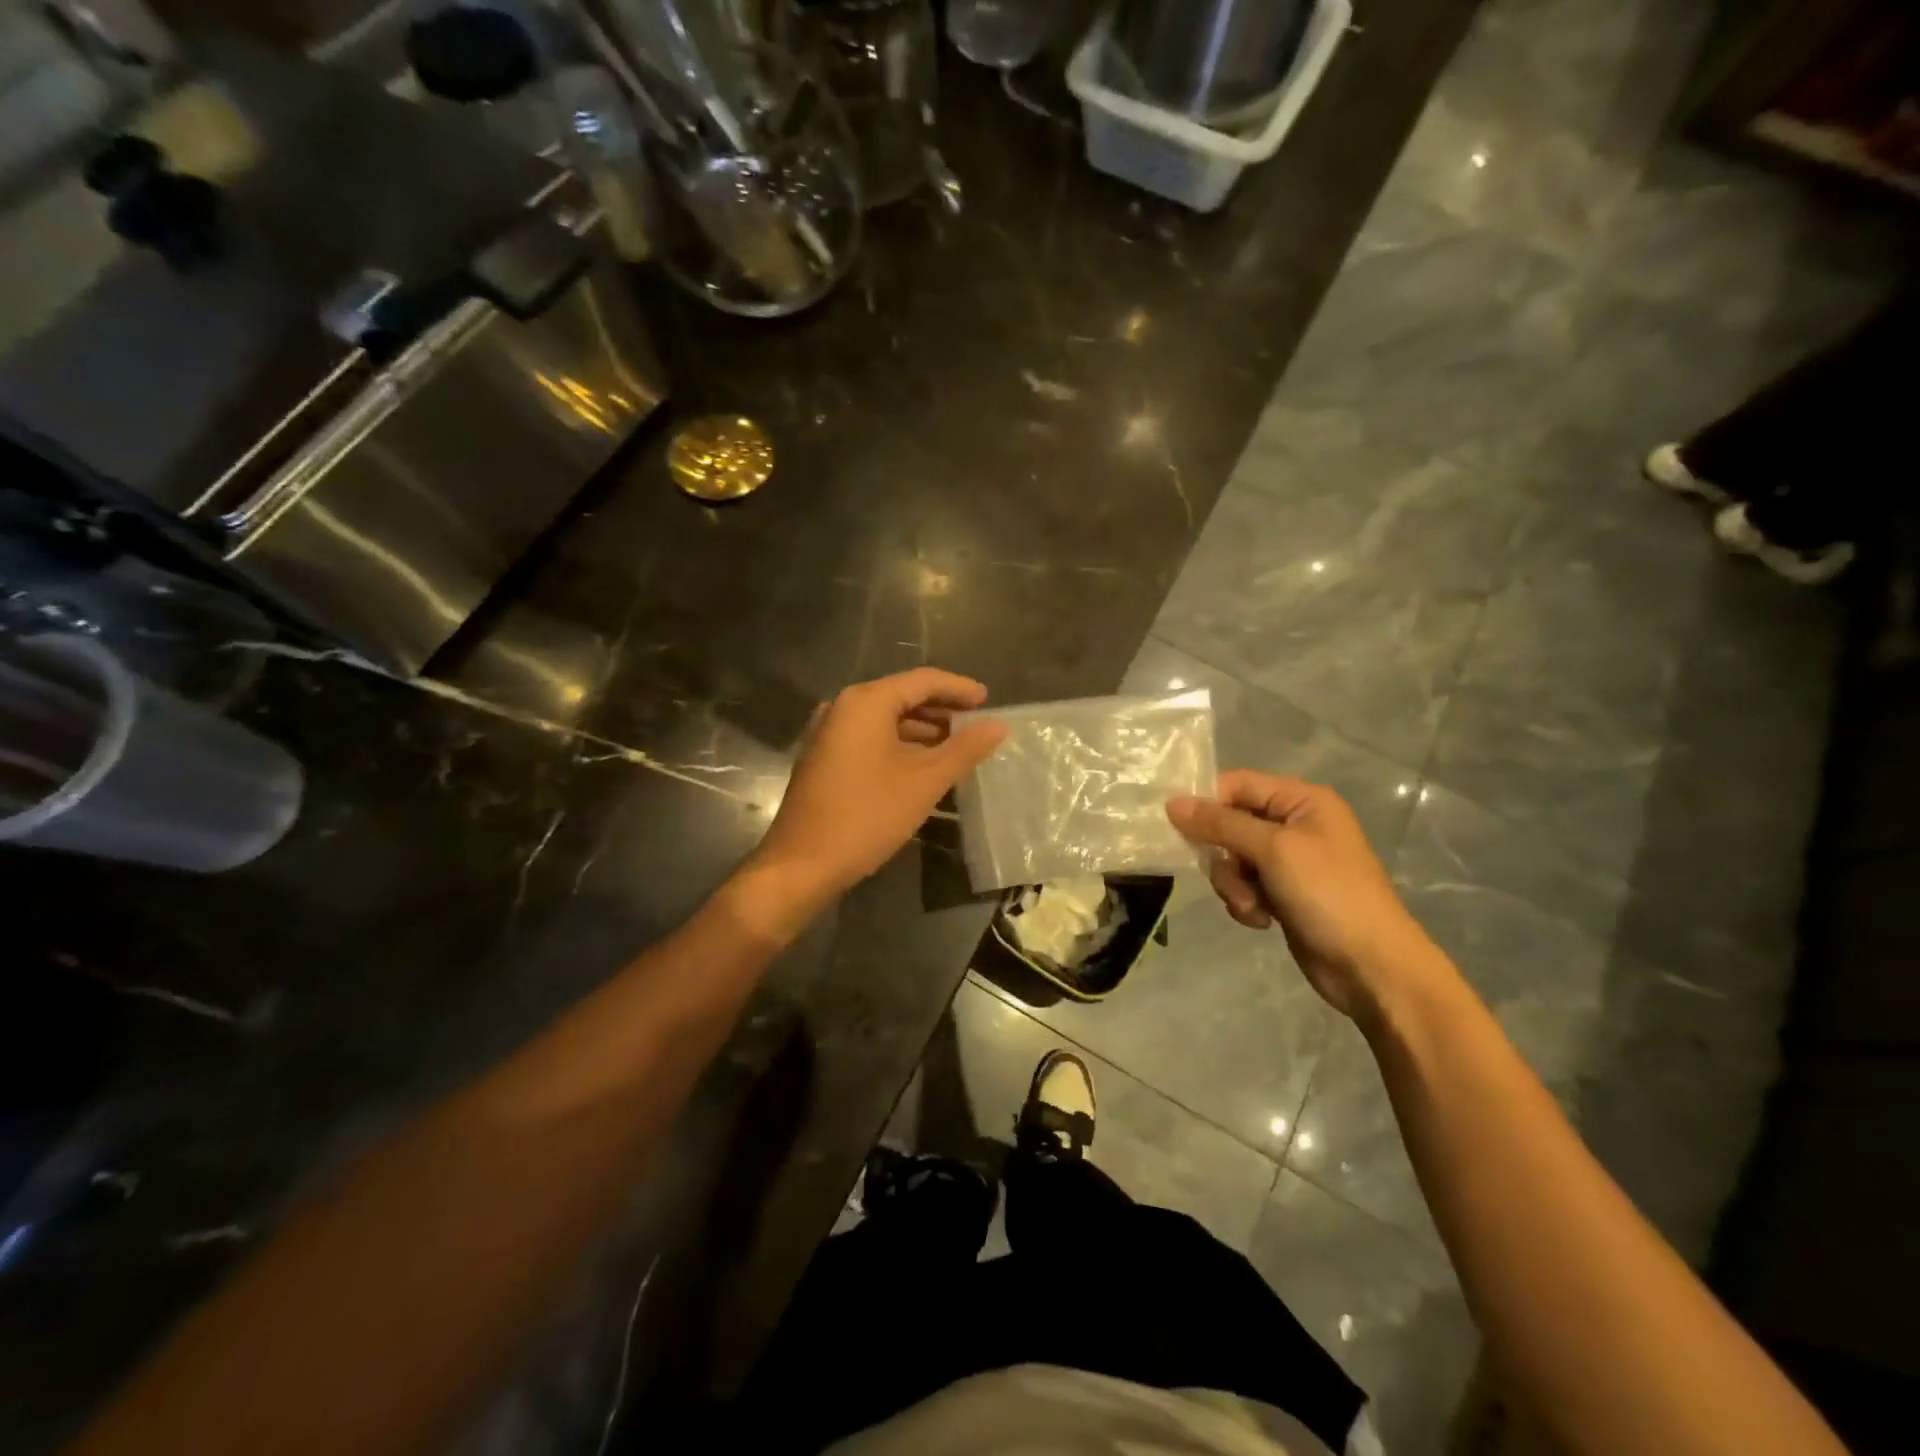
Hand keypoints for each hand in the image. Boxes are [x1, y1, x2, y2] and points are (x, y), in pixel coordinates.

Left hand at [750, 668, 1008, 903]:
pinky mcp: (824, 757)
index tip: (988, 701)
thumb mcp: (925, 781)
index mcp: (866, 702)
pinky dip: (899, 745)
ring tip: (957, 748)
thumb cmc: (868, 815)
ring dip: (922, 730)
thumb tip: (999, 726)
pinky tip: (922, 766)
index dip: (959, 689)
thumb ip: (964, 749)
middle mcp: (843, 707)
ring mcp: (829, 733)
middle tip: (976, 725)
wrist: (803, 864)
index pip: (922, 681)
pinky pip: (870, 738)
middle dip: (941, 710)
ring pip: (885, 720)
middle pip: (902, 696)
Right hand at [1167, 771, 1444, 1019]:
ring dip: (1234, 884)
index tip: (1181, 829)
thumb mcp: (1273, 850)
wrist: (1371, 966)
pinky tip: (1262, 921)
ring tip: (1253, 906)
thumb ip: (1220, 823)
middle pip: (1230, 823)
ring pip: (1232, 859)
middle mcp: (1295, 824)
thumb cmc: (1328, 894)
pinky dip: (1246, 902)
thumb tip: (1171, 803)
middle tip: (1233, 876)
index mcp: (1302, 800)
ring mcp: (1289, 861)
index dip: (1207, 803)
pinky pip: (1244, 886)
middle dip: (1224, 855)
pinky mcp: (1283, 893)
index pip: (1237, 784)